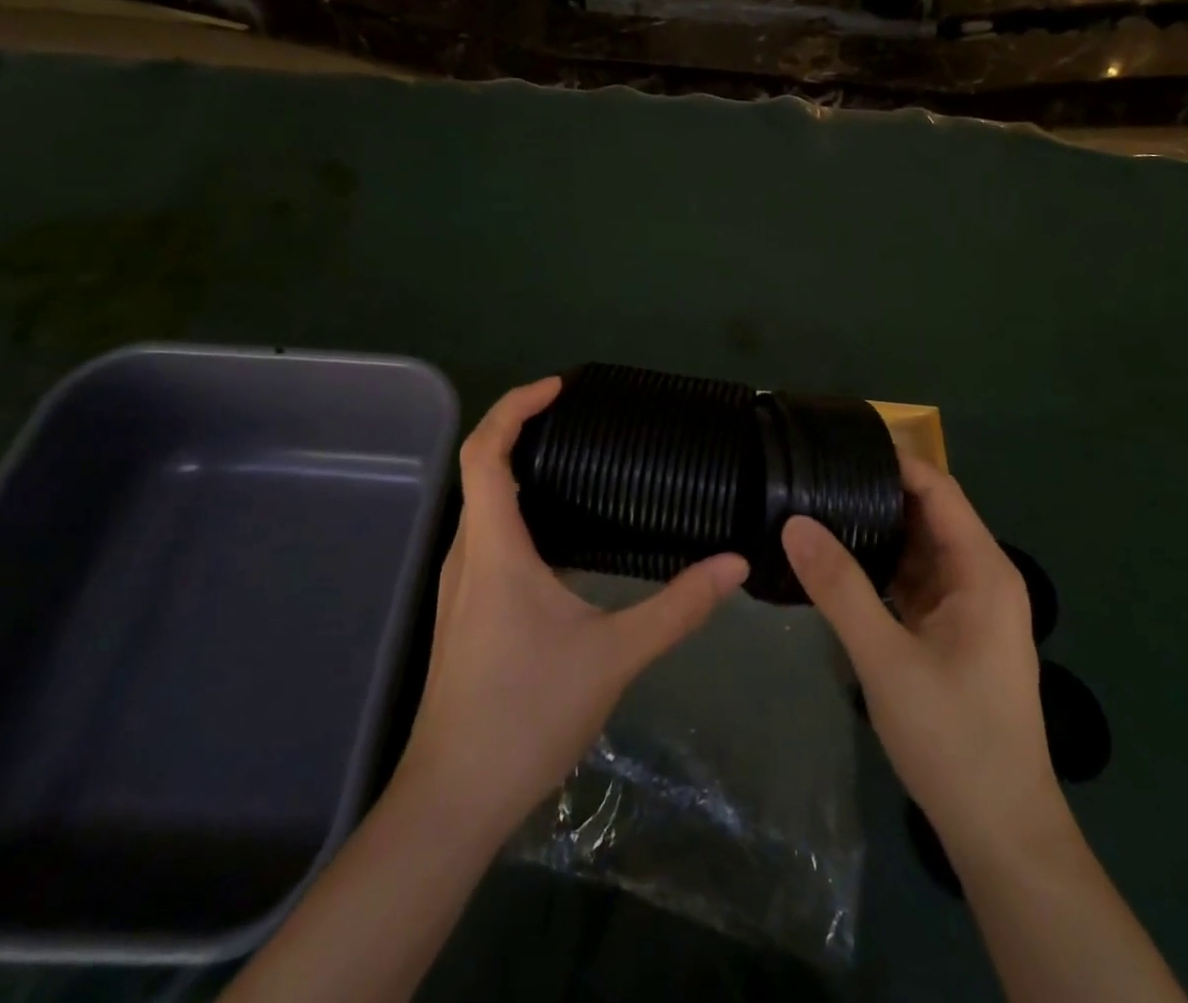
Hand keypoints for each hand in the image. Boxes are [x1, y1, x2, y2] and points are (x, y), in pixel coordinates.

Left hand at [400, 377, 748, 839]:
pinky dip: (516, 511)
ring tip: (574, 465)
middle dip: (521, 430)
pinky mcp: (464, 612)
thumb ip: (677, 607)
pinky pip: (487, 537)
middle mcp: (467, 554)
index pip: (486, 451)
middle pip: (480, 469)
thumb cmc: (526, 714)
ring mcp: (459, 586)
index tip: (559, 388)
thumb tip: (734, 564)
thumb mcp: (614, 656)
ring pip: (481, 505)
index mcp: (494, 547)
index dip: (515, 407)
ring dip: (517, 471)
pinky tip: (560, 537)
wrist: (453, 800)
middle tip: (578, 419)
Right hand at [782, 455, 1061, 848]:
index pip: (937, 488)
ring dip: (875, 528)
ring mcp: (968, 607)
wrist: (1002, 834)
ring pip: (918, 547)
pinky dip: (881, 566)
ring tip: (815, 506)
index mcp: (981, 570)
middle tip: (812, 474)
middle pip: (927, 513)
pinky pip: (915, 580)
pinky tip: (837, 561)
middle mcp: (981, 577)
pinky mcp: (954, 633)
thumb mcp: (886, 659)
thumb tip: (794, 522)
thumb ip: (839, 587)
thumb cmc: (954, 738)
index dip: (892, 461)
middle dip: (875, 491)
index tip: (838, 444)